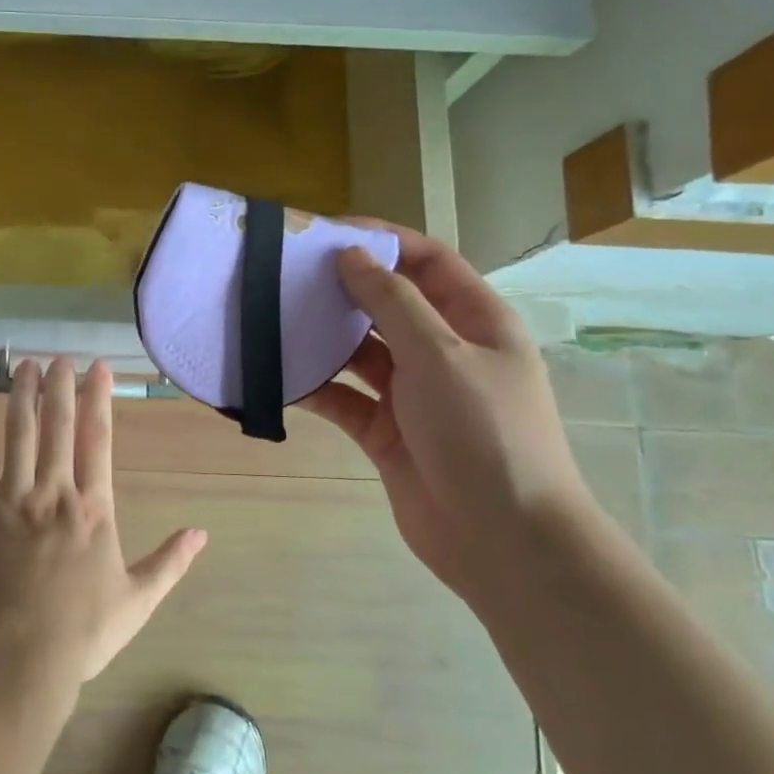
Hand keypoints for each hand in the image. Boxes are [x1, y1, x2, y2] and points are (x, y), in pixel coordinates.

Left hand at [0, 357, 206, 684]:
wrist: (18, 658)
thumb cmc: (81, 633)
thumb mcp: (138, 601)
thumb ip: (170, 563)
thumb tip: (202, 533)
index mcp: (94, 509)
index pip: (97, 439)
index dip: (98, 398)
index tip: (97, 368)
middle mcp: (55, 493)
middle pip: (57, 426)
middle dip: (59, 386)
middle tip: (59, 357)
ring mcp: (13, 500)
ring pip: (18, 434)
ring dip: (22, 397)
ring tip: (24, 367)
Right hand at [299, 226, 593, 597]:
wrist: (503, 540)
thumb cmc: (483, 433)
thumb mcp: (440, 355)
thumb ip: (392, 301)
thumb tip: (351, 255)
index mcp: (475, 320)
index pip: (427, 261)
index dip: (382, 240)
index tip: (325, 234)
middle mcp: (444, 350)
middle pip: (388, 303)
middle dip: (342, 288)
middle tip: (285, 275)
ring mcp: (414, 393)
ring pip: (360, 351)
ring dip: (323, 338)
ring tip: (271, 320)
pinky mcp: (386, 431)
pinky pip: (344, 398)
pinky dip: (315, 387)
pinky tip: (278, 377)